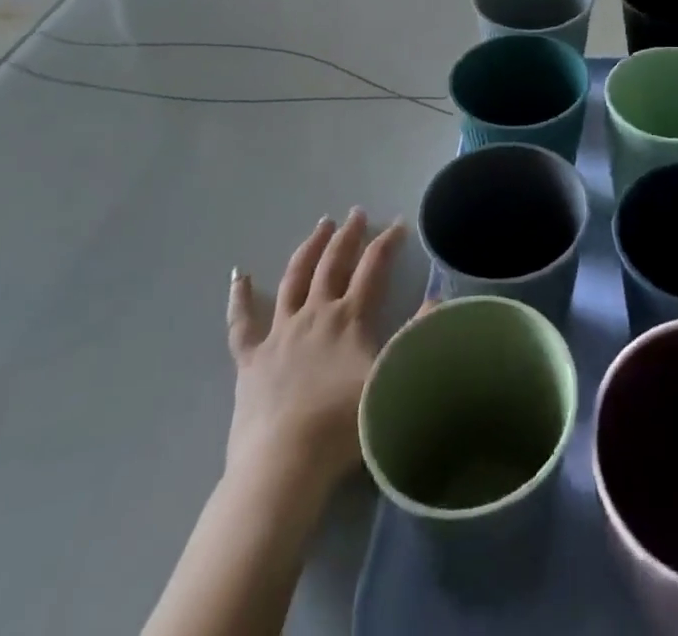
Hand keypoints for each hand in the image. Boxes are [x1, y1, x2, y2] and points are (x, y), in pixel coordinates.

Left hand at [224, 210, 407, 500]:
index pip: (373, 267)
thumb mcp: (394, 378)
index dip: (387, 242)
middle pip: (332, 264)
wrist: (285, 464)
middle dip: (347, 236)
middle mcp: (314, 314)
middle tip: (355, 213)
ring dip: (308, 250)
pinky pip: (241, 323)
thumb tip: (439, 296)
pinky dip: (239, 298)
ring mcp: (279, 334)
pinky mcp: (250, 360)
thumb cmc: (344, 425)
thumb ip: (419, 336)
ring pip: (293, 280)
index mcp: (349, 317)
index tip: (399, 224)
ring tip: (319, 226)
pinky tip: (238, 276)